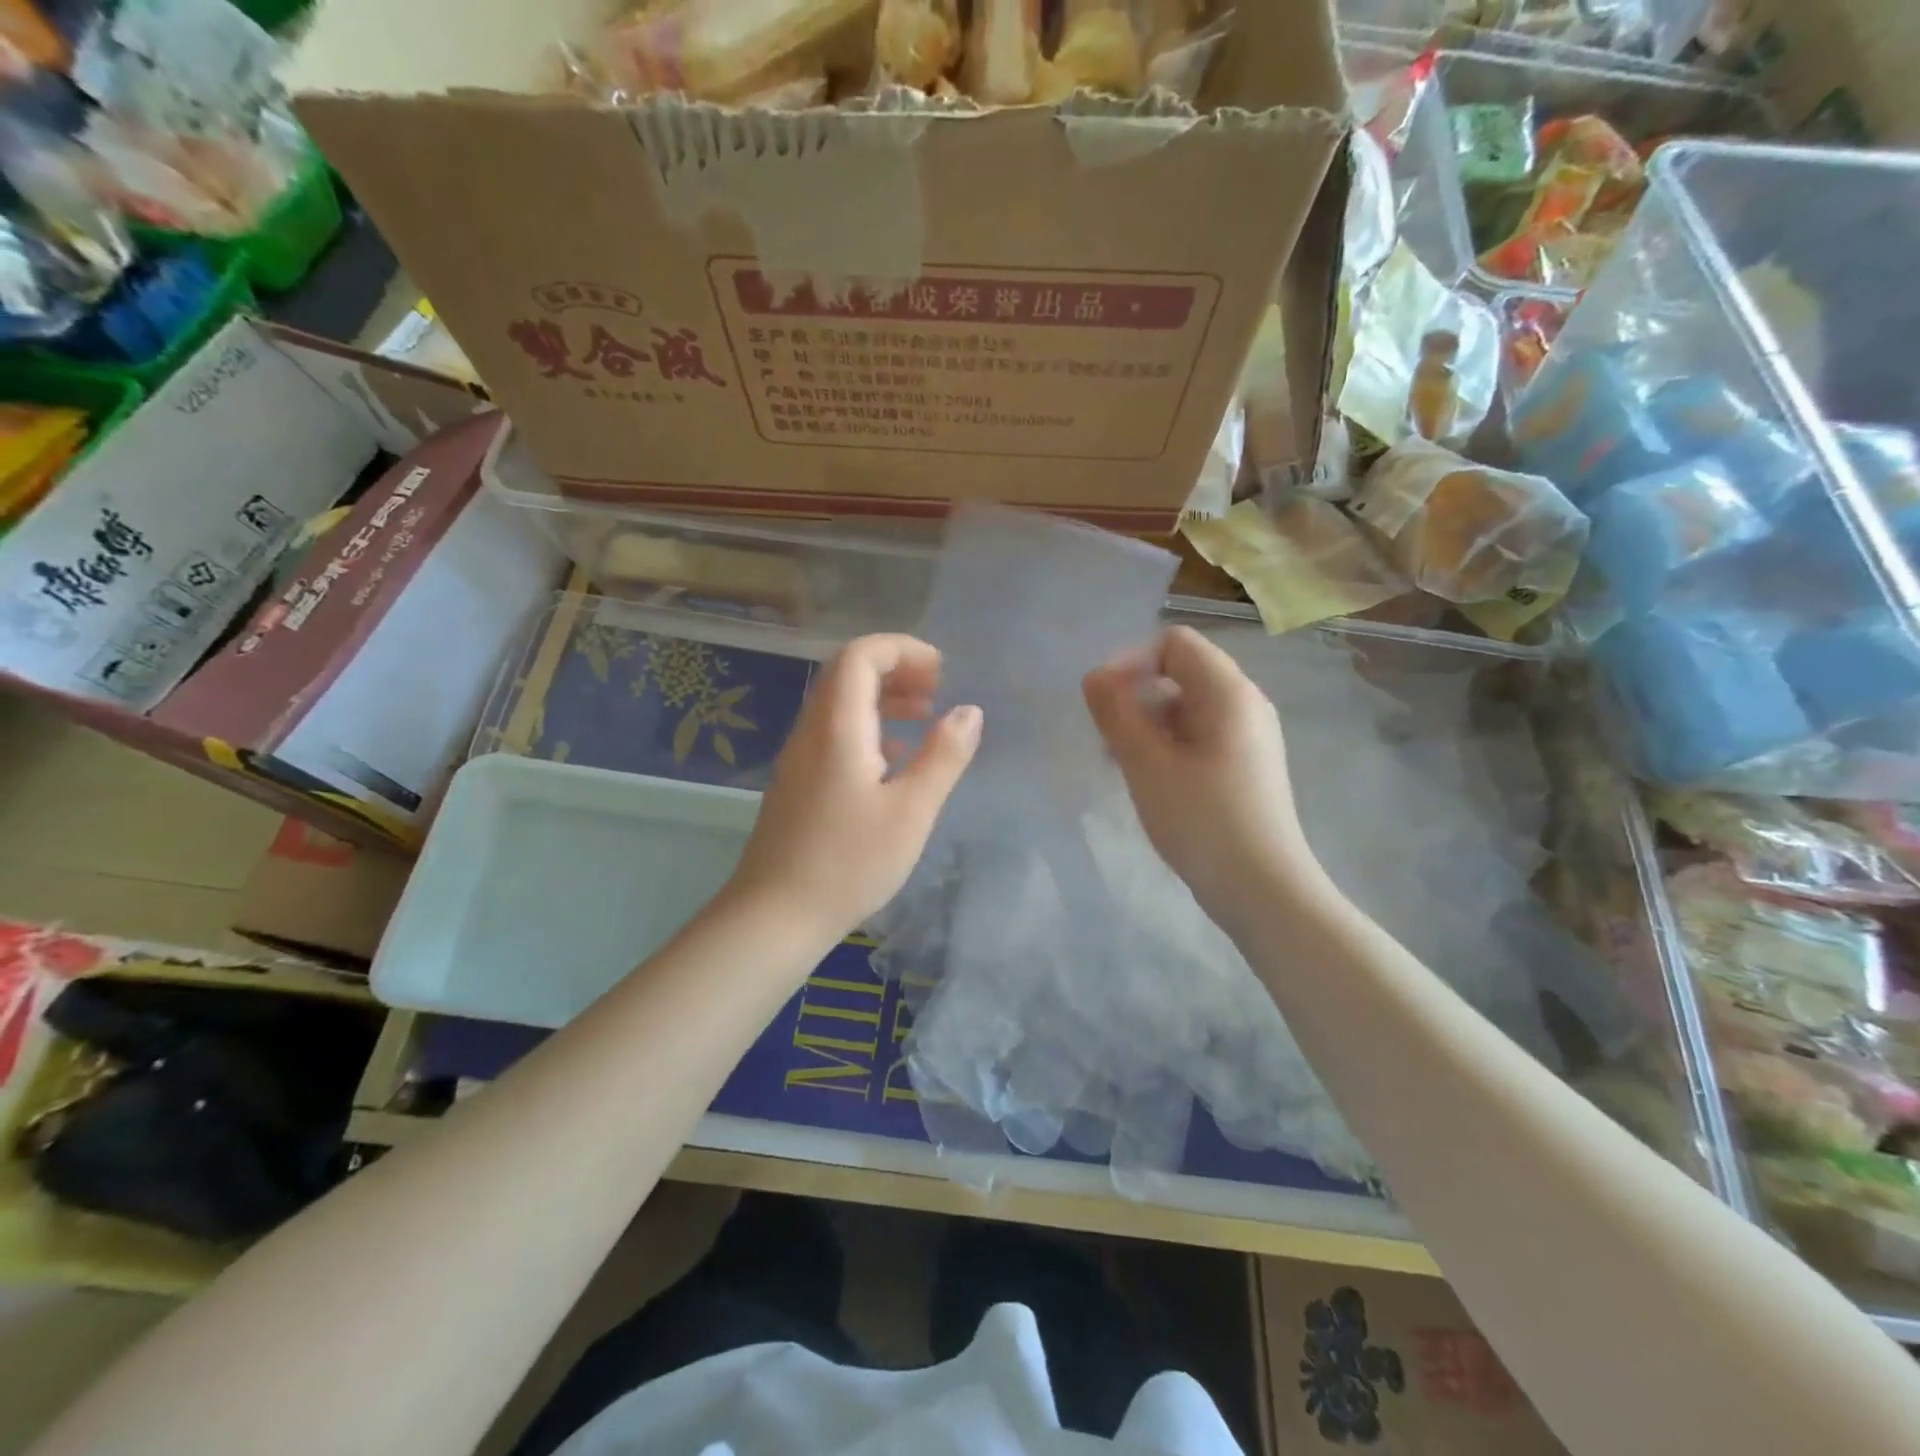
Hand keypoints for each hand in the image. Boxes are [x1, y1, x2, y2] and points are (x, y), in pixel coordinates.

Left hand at [728, 633, 981, 944]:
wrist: (775, 916)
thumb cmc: (849, 863)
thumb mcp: (911, 811)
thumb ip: (943, 756)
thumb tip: (969, 710)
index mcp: (837, 727)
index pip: (861, 655)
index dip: (903, 649)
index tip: (942, 672)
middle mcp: (812, 731)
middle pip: (848, 673)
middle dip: (896, 670)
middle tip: (938, 691)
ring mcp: (799, 758)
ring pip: (841, 705)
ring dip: (884, 700)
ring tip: (925, 718)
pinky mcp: (798, 783)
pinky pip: (835, 734)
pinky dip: (870, 729)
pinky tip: (896, 762)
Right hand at [1082, 625, 1326, 930]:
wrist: (1264, 890)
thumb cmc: (1203, 821)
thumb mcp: (1146, 765)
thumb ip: (1116, 714)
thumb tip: (1094, 676)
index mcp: (1228, 692)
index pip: (1173, 643)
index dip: (1132, 663)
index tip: (1104, 703)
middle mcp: (1245, 704)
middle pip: (1181, 672)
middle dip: (1137, 696)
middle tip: (1110, 739)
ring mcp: (1250, 736)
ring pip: (1188, 707)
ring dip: (1149, 724)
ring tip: (1124, 765)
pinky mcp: (1246, 765)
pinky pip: (1200, 735)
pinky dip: (1170, 745)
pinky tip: (1152, 781)